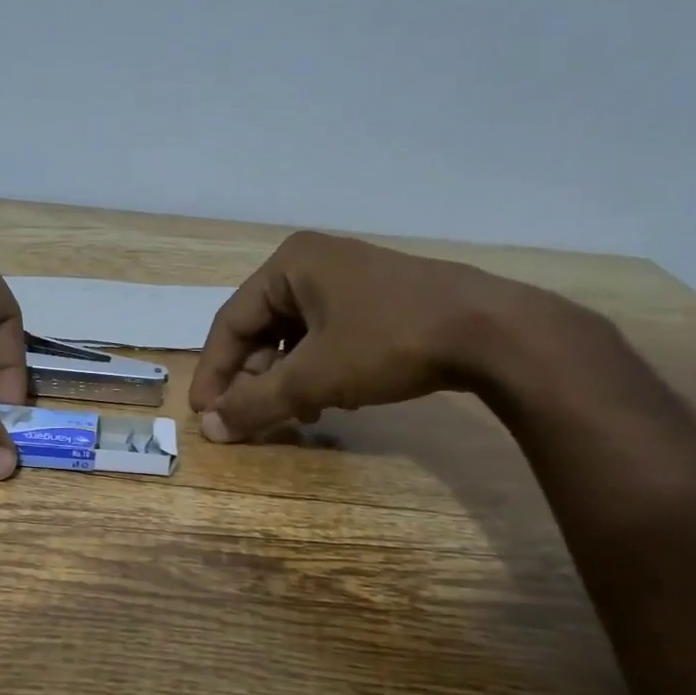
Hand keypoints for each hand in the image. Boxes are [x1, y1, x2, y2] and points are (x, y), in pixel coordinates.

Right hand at [189, 230, 578, 440]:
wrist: (491, 332)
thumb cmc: (389, 342)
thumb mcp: (314, 377)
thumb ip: (256, 403)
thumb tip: (208, 431)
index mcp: (288, 264)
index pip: (230, 322)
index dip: (214, 372)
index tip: (204, 415)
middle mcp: (313, 263)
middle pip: (261, 329)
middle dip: (256, 378)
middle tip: (254, 418)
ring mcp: (348, 279)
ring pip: (294, 337)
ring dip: (287, 380)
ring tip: (296, 414)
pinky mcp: (376, 300)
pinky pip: (326, 337)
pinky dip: (318, 370)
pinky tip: (331, 399)